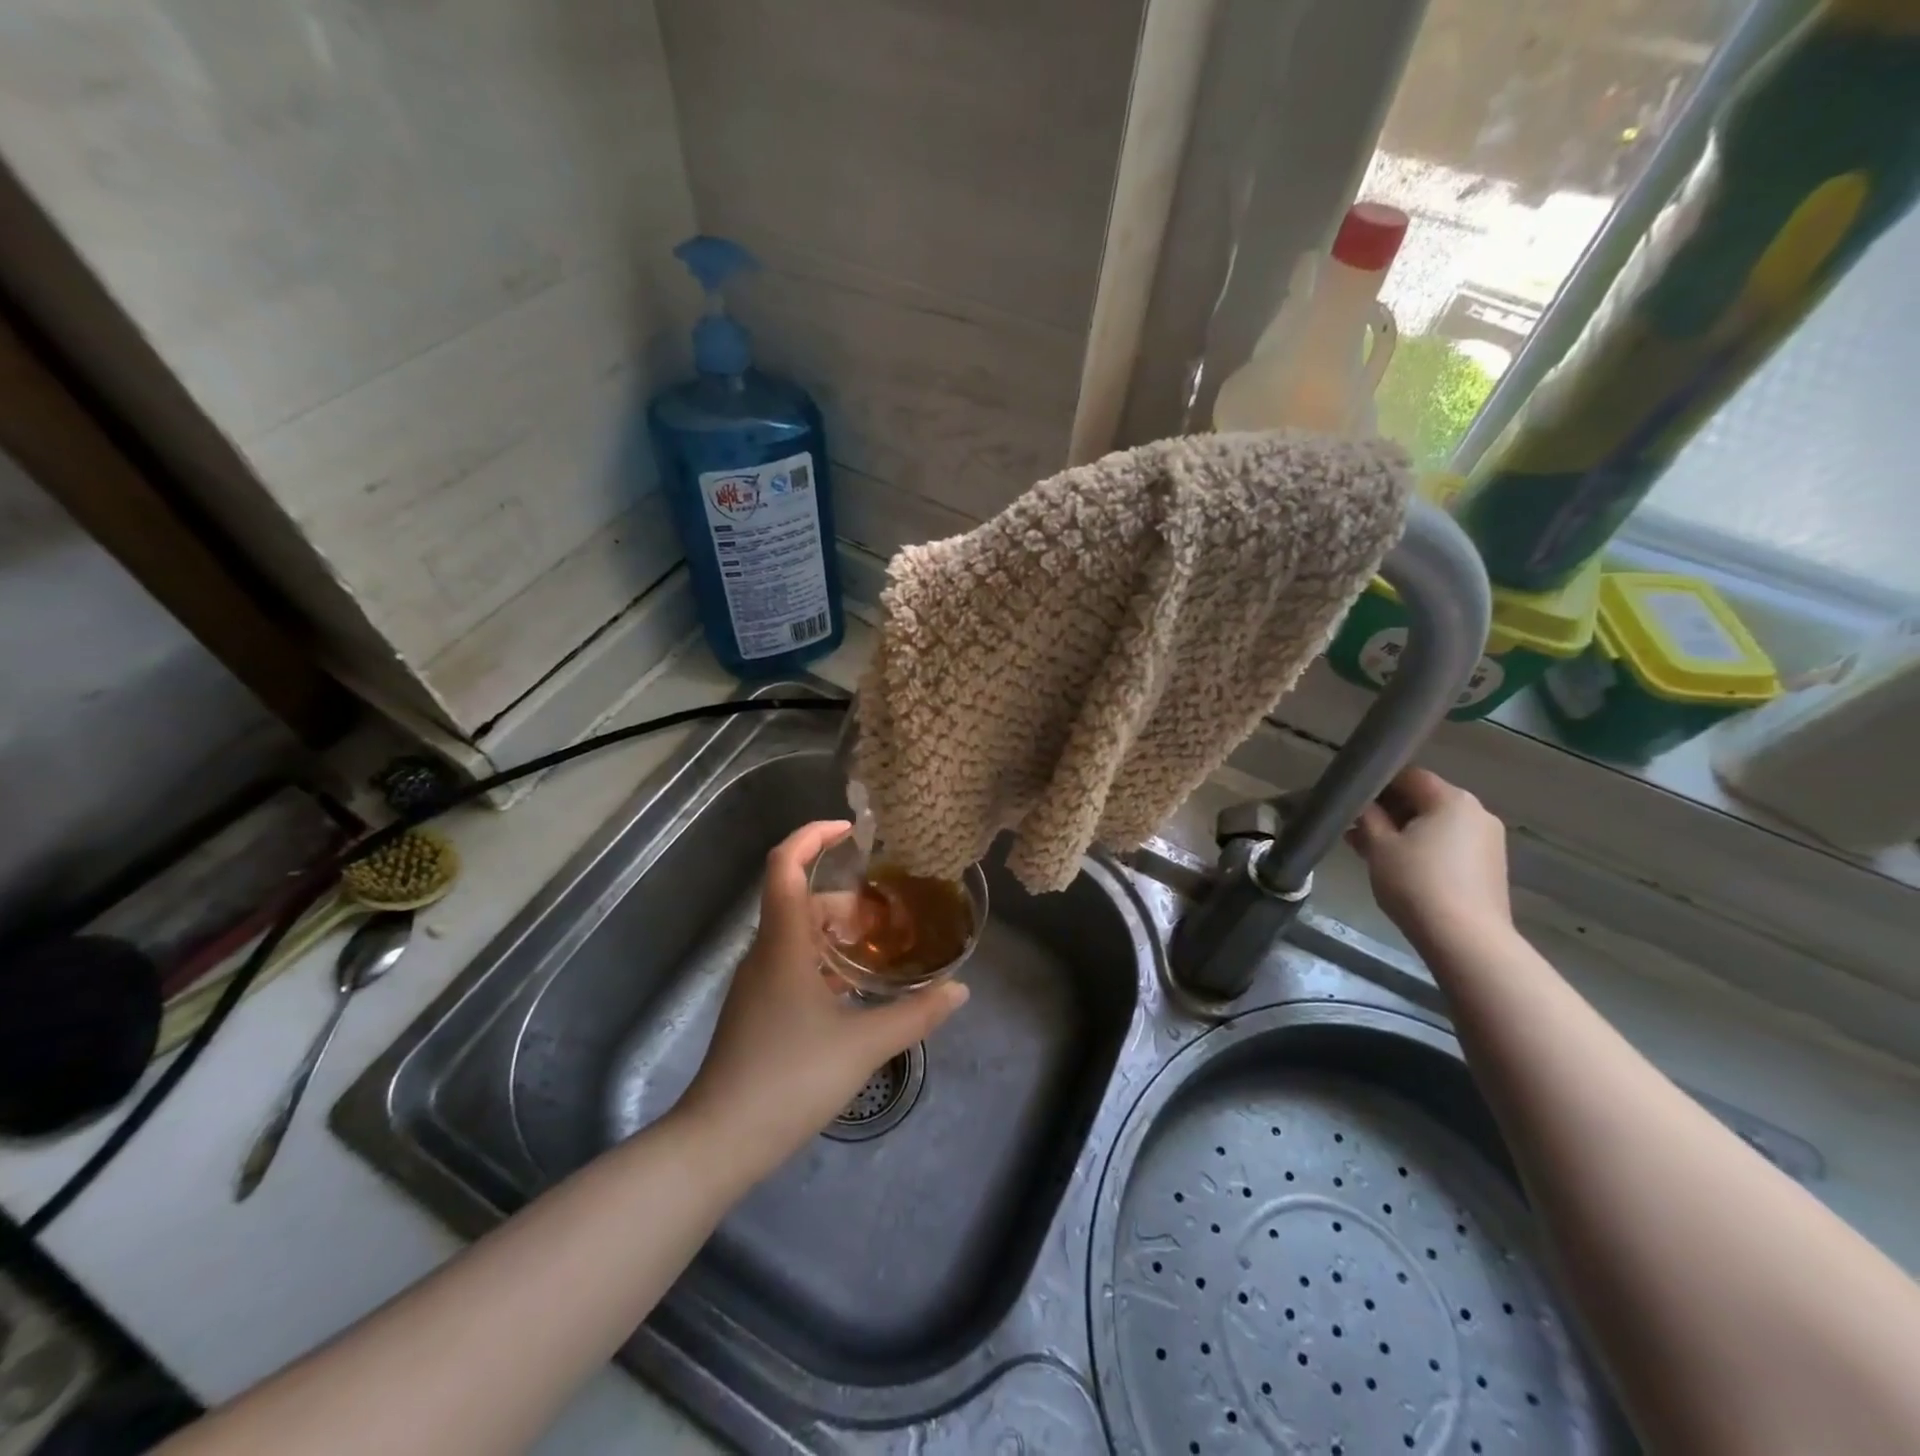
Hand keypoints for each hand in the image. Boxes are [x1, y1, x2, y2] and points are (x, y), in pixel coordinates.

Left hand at [676, 821, 968, 1174]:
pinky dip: (826, 960)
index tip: (850, 830)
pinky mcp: (758, 1007)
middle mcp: (765, 951)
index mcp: (783, 943)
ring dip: (838, 932)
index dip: (812, 836)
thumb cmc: (789, 1079)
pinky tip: (855, 989)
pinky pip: (794, 962)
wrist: (721, 1140)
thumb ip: (915, 1014)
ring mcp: (758, 981)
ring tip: (882, 950)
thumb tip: (959, 991)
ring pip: (798, 933)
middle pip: (801, 900)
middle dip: (847, 899)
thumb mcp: (863, 1045)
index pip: (785, 865)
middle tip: (890, 918)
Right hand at [1346, 768, 1511, 945]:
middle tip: (1356, 830)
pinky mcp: (1489, 867)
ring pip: (1436, 824)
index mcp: (1451, 799)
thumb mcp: (1379, 846)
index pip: (1408, 776)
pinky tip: (1399, 868)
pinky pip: (1449, 845)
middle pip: (1424, 799)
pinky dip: (1424, 848)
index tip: (1352, 803)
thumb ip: (1367, 817)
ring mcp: (1488, 841)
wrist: (1465, 939)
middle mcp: (1476, 812)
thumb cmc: (1416, 883)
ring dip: (1404, 832)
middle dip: (1388, 811)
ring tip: (1371, 852)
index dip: (1377, 785)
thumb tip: (1362, 804)